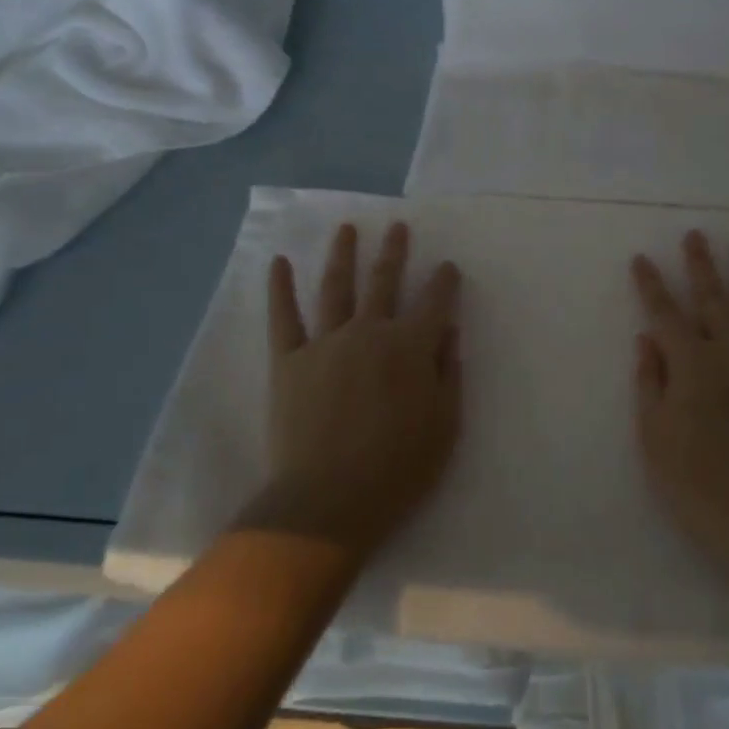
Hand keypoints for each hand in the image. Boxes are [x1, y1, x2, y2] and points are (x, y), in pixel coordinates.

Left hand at [251, 222, 462, 553]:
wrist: (329, 502)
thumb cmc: (398, 468)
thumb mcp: (445, 424)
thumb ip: (448, 372)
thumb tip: (449, 332)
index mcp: (410, 346)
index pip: (434, 302)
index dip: (444, 281)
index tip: (447, 266)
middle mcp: (369, 332)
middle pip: (384, 281)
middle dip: (394, 251)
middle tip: (398, 226)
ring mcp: (325, 343)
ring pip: (336, 287)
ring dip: (343, 254)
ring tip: (347, 228)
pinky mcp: (289, 361)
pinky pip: (284, 318)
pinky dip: (280, 288)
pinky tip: (279, 262)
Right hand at [631, 231, 728, 579]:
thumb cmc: (697, 484)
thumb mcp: (654, 437)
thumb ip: (650, 382)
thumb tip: (646, 338)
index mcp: (690, 363)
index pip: (664, 313)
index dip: (651, 284)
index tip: (642, 258)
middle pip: (712, 299)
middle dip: (701, 266)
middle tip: (696, 235)